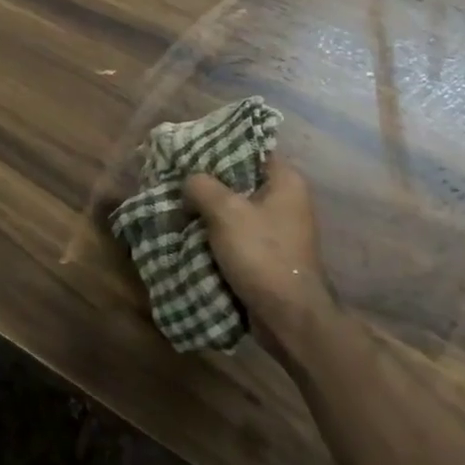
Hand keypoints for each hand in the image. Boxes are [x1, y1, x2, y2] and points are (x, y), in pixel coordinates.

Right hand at [184, 157, 334, 362]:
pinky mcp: (268, 253)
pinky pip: (236, 232)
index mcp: (285, 181)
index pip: (249, 149)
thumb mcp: (225, 211)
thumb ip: (201, 185)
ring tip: (176, 203)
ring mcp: (278, 229)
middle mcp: (286, 200)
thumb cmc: (262, 254)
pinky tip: (189, 230)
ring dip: (208, 209)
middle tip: (175, 178)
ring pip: (234, 208)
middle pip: (239, 179)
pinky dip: (215, 231)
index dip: (218, 147)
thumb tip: (189, 181)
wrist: (288, 317)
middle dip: (207, 181)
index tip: (188, 151)